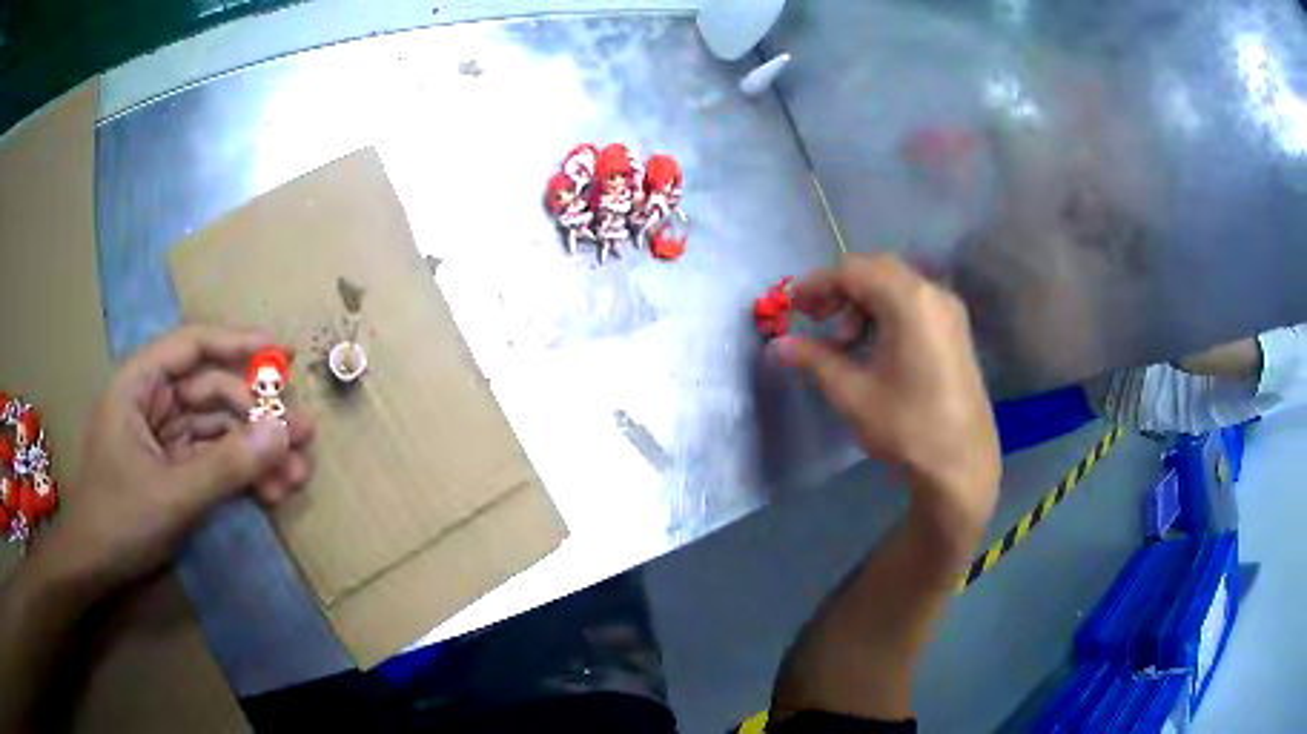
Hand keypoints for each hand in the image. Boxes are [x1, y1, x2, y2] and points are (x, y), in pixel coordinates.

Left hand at [34, 325, 315, 602]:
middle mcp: (153, 402)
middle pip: (213, 394)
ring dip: (256, 452)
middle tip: (305, 438)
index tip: (283, 354)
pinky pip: (213, 461)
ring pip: (218, 431)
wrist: (95, 569)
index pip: (192, 346)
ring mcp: (164, 438)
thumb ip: (227, 465)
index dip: (238, 344)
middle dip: (258, 418)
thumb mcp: (173, 495)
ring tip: (297, 476)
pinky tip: (271, 492)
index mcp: (140, 384)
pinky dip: (241, 475)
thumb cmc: (119, 519)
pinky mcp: (173, 469)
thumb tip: (284, 432)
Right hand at [770, 254, 999, 541]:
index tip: (792, 308)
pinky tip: (875, 348)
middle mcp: (933, 293)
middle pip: (876, 271)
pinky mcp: (956, 330)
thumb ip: (813, 359)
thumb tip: (777, 346)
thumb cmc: (907, 427)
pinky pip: (915, 304)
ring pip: (896, 286)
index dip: (817, 285)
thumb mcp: (852, 393)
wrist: (962, 465)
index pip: (852, 270)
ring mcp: (949, 311)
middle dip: (841, 291)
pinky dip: (887, 313)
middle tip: (817, 322)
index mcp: (909, 300)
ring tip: (846, 343)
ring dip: (864, 304)